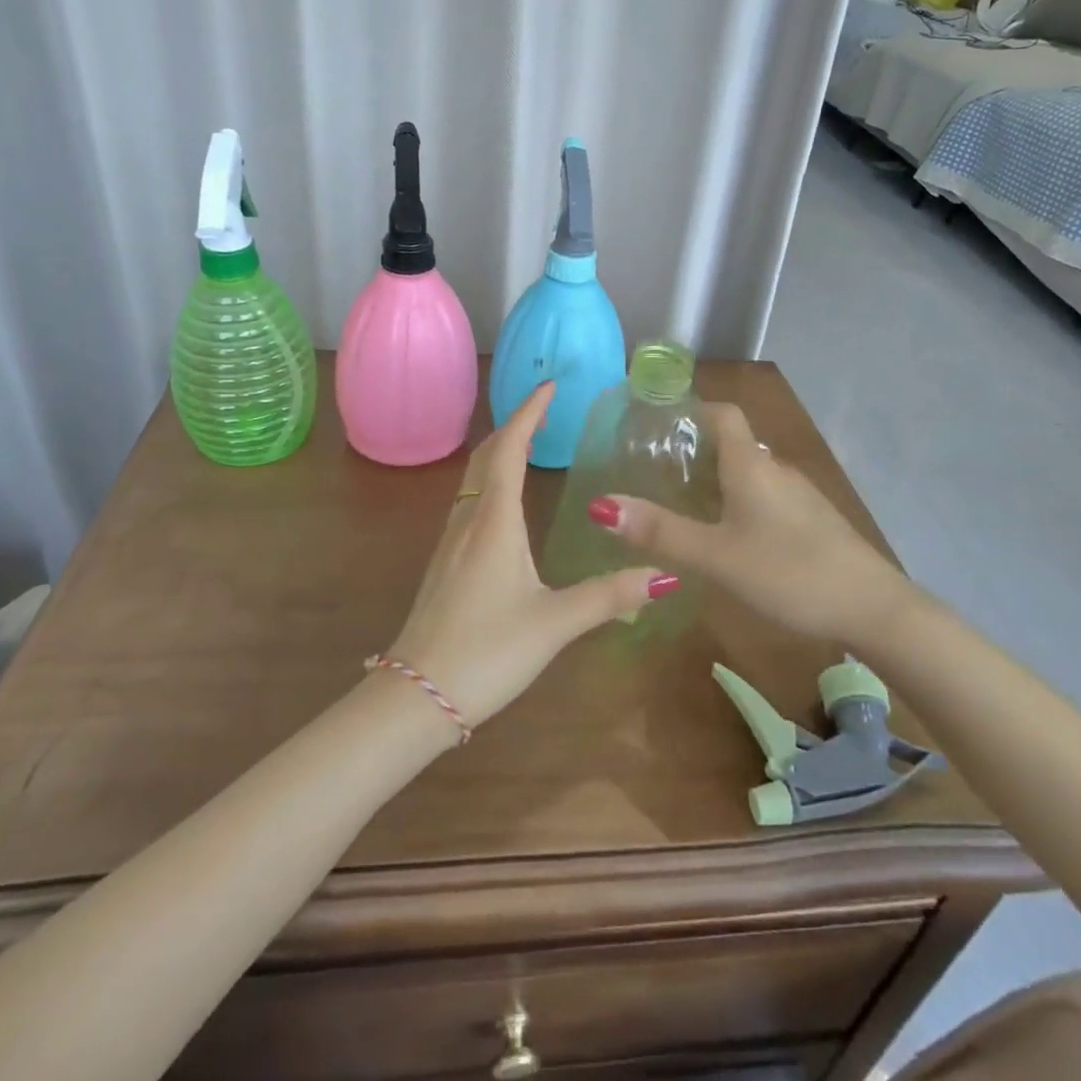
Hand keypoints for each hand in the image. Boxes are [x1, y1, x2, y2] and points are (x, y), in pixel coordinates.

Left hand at [384, 382, 678, 737]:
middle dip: (514, 424)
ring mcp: (450, 541)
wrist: (416, 695)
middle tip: (545, 408)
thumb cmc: (486, 652)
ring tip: (528, 443)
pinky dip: (490, 479)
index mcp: (495, 521)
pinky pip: (469, 501)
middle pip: (487, 455)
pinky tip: (503, 503)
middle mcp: (469, 520)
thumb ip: (609, 597)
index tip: (549, 385)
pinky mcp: (445, 563)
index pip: (510, 449)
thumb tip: (664, 575)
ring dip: (499, 450)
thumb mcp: (554, 623)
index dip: (529, 412)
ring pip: (473, 478)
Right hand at [592, 402, 900, 641]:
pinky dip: (741, 504)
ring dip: (718, 480)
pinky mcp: (814, 522)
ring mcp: (800, 496)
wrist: (873, 609)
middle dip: (695, 452)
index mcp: (751, 465)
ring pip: (751, 474)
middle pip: (732, 444)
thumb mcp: (715, 556)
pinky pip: (768, 498)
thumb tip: (601, 505)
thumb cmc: (788, 572)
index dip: (692, 409)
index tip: (657, 424)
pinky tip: (730, 538)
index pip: (722, 413)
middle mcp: (776, 469)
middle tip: (655, 474)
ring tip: (684, 506)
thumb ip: (660, 532)